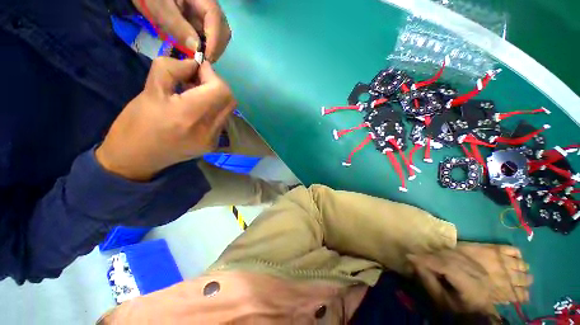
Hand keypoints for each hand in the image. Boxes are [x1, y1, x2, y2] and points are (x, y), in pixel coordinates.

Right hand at [96, 57, 234, 180]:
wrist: (136, 158)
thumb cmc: (137, 123)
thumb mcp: (150, 89)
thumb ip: (173, 69)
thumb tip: (195, 64)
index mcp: (191, 114)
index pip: (221, 89)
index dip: (212, 75)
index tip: (196, 69)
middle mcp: (209, 129)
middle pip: (229, 100)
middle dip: (216, 85)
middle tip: (196, 81)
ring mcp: (214, 140)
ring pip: (227, 111)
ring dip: (216, 98)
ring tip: (195, 95)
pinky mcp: (213, 146)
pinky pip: (221, 122)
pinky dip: (213, 111)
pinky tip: (197, 111)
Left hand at [132, 0, 230, 61]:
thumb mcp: (159, 7)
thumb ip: (177, 25)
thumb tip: (196, 49)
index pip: (215, 18)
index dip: (214, 40)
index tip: (205, 58)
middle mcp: (208, 5)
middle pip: (222, 29)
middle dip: (215, 48)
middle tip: (202, 62)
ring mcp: (206, 14)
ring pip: (219, 36)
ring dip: (211, 50)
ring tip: (198, 58)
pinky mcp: (202, 21)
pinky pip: (210, 37)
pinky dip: (205, 48)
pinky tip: (195, 52)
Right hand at [408, 251, 494, 313]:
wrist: (478, 312)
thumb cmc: (457, 310)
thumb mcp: (442, 301)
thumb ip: (429, 282)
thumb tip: (414, 262)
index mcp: (472, 287)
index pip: (448, 267)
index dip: (428, 260)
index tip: (409, 256)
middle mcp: (478, 273)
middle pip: (450, 258)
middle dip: (429, 256)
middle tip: (414, 257)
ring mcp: (478, 267)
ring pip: (453, 253)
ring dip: (435, 253)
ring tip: (423, 257)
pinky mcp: (476, 263)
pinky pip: (457, 253)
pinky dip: (444, 253)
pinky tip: (436, 256)